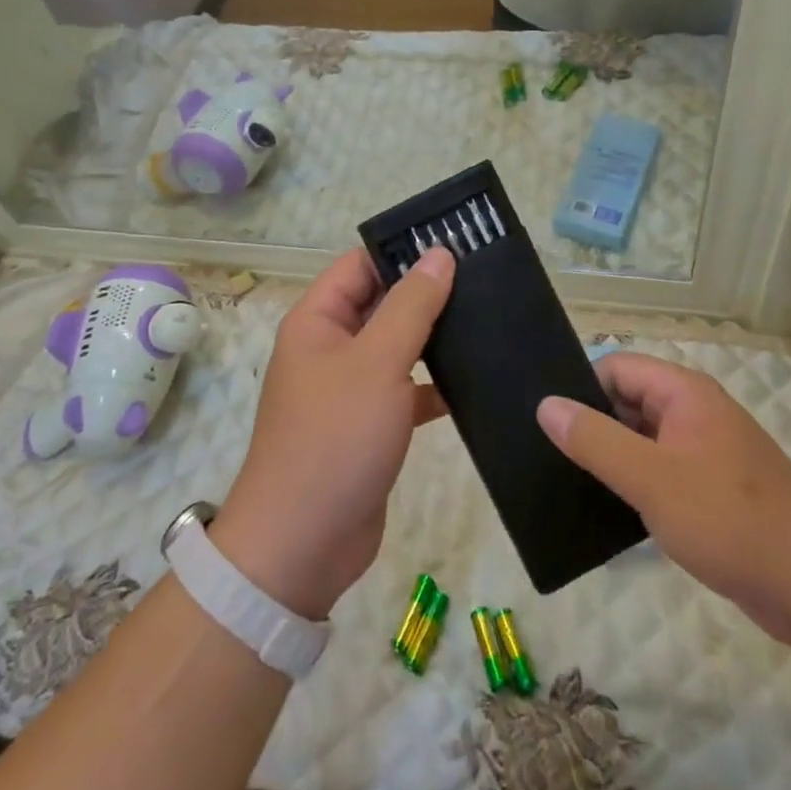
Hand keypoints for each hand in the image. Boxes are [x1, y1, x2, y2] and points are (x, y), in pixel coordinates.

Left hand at [214, 250, 452, 620]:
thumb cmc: (334, 438)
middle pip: (382, 303)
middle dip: (427, 292)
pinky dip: (435, 385)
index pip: (361, 265)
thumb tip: (439, 254)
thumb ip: (412, 306)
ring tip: (488, 319)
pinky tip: (476, 381)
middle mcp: (331, 347)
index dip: (402, 251)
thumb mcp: (377, 362)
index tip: (455, 243)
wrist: (302, 546)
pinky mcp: (371, 425)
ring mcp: (350, 388)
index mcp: (318, 321)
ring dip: (435, 338)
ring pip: (397, 346)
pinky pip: (406, 389)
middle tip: (484, 278)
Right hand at [537, 353, 790, 647]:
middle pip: (628, 402)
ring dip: (612, 460)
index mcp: (683, 392)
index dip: (580, 388)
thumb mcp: (651, 478)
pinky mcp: (713, 492)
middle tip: (545, 455)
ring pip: (643, 442)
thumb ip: (596, 440)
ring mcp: (706, 453)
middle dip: (592, 426)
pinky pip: (661, 474)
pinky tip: (607, 514)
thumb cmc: (729, 519)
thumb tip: (547, 405)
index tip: (545, 421)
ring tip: (565, 484)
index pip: (616, 368)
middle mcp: (694, 412)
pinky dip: (635, 487)